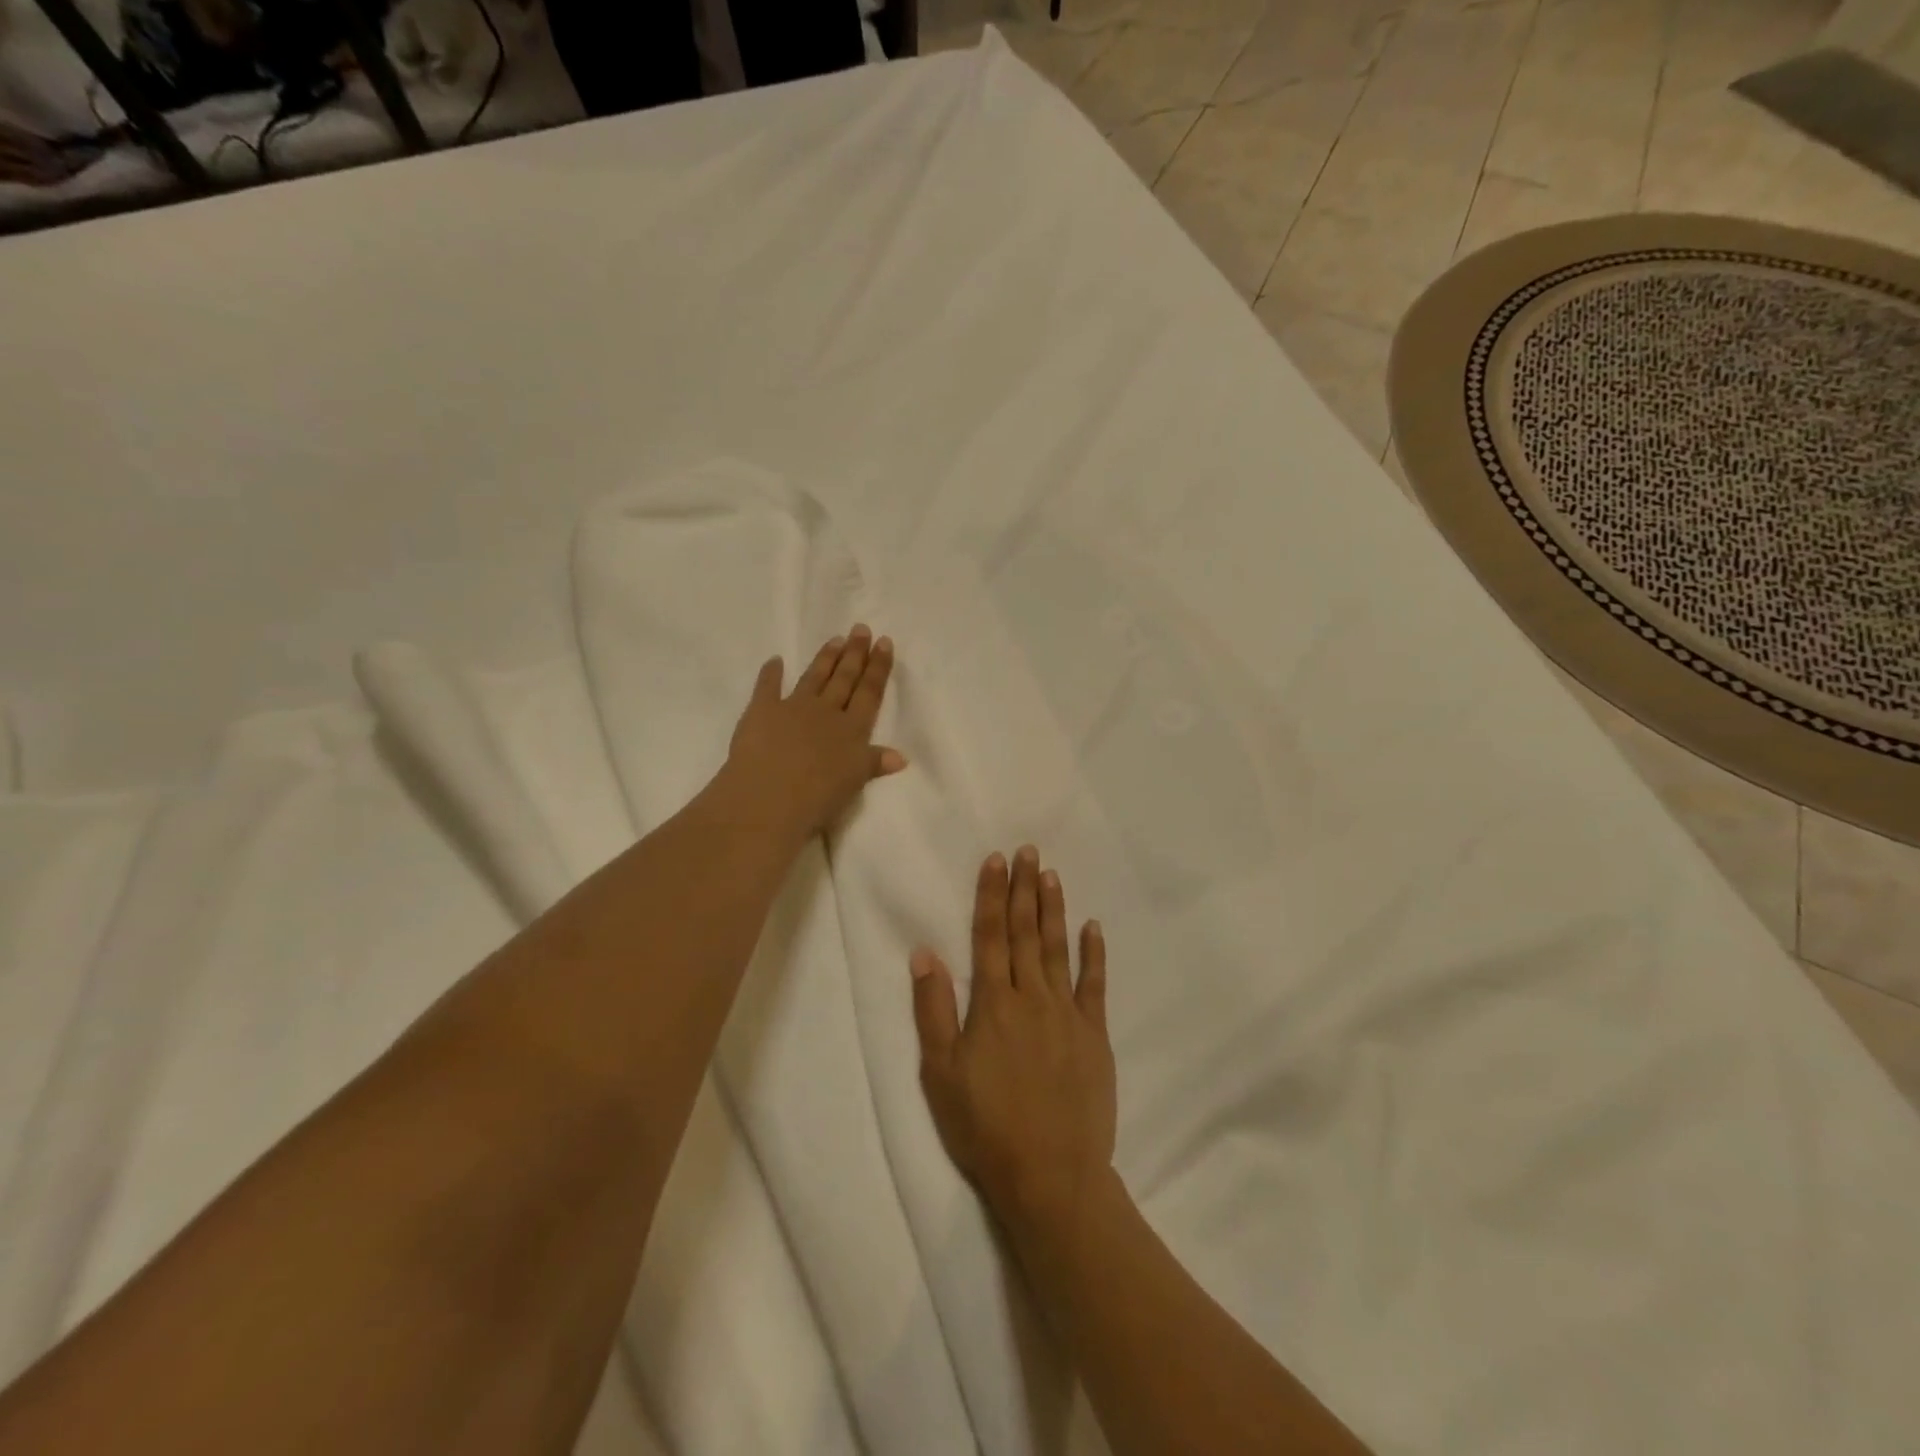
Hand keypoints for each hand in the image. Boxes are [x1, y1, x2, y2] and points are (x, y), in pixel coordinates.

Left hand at [724, 625, 905, 840]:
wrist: (769, 798)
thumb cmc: (817, 798)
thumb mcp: (854, 783)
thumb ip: (874, 764)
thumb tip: (901, 757)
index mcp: (852, 730)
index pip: (870, 692)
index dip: (878, 667)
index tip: (884, 642)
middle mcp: (826, 712)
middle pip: (844, 678)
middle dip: (855, 654)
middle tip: (861, 629)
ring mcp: (793, 708)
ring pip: (814, 677)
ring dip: (825, 659)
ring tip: (835, 639)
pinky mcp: (761, 711)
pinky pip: (767, 687)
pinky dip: (770, 673)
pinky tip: (775, 660)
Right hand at [911, 846, 1115, 1241]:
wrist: (1051, 1174)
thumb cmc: (985, 1126)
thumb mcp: (941, 1072)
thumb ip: (933, 1009)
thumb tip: (924, 953)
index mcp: (993, 1003)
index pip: (990, 936)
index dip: (992, 896)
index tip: (996, 860)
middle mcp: (1031, 997)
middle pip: (1026, 933)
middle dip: (1024, 889)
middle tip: (1028, 851)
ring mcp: (1067, 1014)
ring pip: (1058, 949)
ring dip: (1054, 910)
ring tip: (1052, 875)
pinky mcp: (1094, 1035)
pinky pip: (1094, 985)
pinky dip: (1093, 954)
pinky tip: (1092, 927)